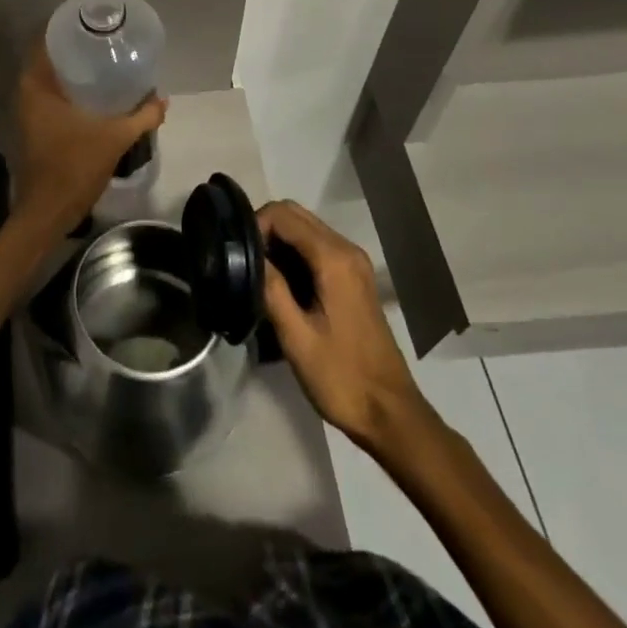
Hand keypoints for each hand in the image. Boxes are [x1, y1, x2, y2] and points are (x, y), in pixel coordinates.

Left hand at [13, 43, 165, 233]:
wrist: (48, 212)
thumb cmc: (75, 167)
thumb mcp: (115, 138)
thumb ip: (142, 116)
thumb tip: (162, 99)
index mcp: (36, 85)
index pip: (46, 40)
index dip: (68, 27)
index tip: (93, 21)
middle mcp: (27, 93)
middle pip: (51, 58)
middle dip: (78, 49)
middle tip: (107, 42)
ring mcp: (29, 112)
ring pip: (52, 80)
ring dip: (75, 72)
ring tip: (107, 63)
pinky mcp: (36, 127)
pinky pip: (54, 97)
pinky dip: (72, 92)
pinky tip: (97, 95)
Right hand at [258, 200, 437, 461]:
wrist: (390, 413)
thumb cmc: (341, 376)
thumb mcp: (296, 337)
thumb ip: (271, 288)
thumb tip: (245, 253)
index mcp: (334, 259)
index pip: (283, 215)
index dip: (254, 225)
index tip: (236, 255)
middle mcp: (346, 250)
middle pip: (294, 214)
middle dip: (264, 228)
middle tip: (243, 261)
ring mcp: (353, 263)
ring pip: (304, 228)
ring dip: (277, 240)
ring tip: (256, 272)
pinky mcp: (353, 277)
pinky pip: (315, 246)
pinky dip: (292, 251)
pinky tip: (279, 282)